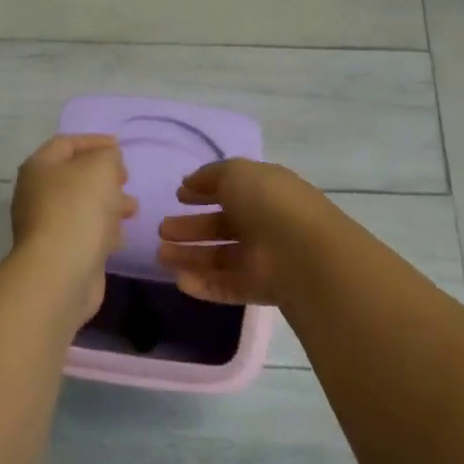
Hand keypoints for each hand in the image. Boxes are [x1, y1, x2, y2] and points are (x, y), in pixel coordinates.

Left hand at [11, 134, 136, 320]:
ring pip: (82, 206)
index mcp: (40, 167)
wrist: (61, 272)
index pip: (67, 143)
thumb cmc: (79, 209)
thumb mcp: (100, 167)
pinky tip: (120, 236)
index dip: (95, 141)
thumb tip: (107, 161)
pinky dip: (103, 230)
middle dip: (104, 175)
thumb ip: (108, 156)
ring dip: (109, 203)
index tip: (121, 146)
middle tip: (126, 178)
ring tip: (132, 208)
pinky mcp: (60, 252)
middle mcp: (37, 194)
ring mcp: (46, 225)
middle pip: (74, 175)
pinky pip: (84, 233)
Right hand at [155, 160, 329, 305]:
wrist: (302, 252)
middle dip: (190, 227)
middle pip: (221, 227)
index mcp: (264, 192)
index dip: (204, 192)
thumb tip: (190, 182)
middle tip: (162, 230)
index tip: (179, 196)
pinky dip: (203, 284)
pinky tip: (179, 280)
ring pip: (220, 257)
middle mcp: (264, 224)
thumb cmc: (268, 202)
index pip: (231, 191)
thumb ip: (210, 175)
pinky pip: (226, 286)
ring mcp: (263, 258)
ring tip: (160, 255)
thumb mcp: (237, 173)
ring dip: (189, 256)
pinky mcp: (260, 289)